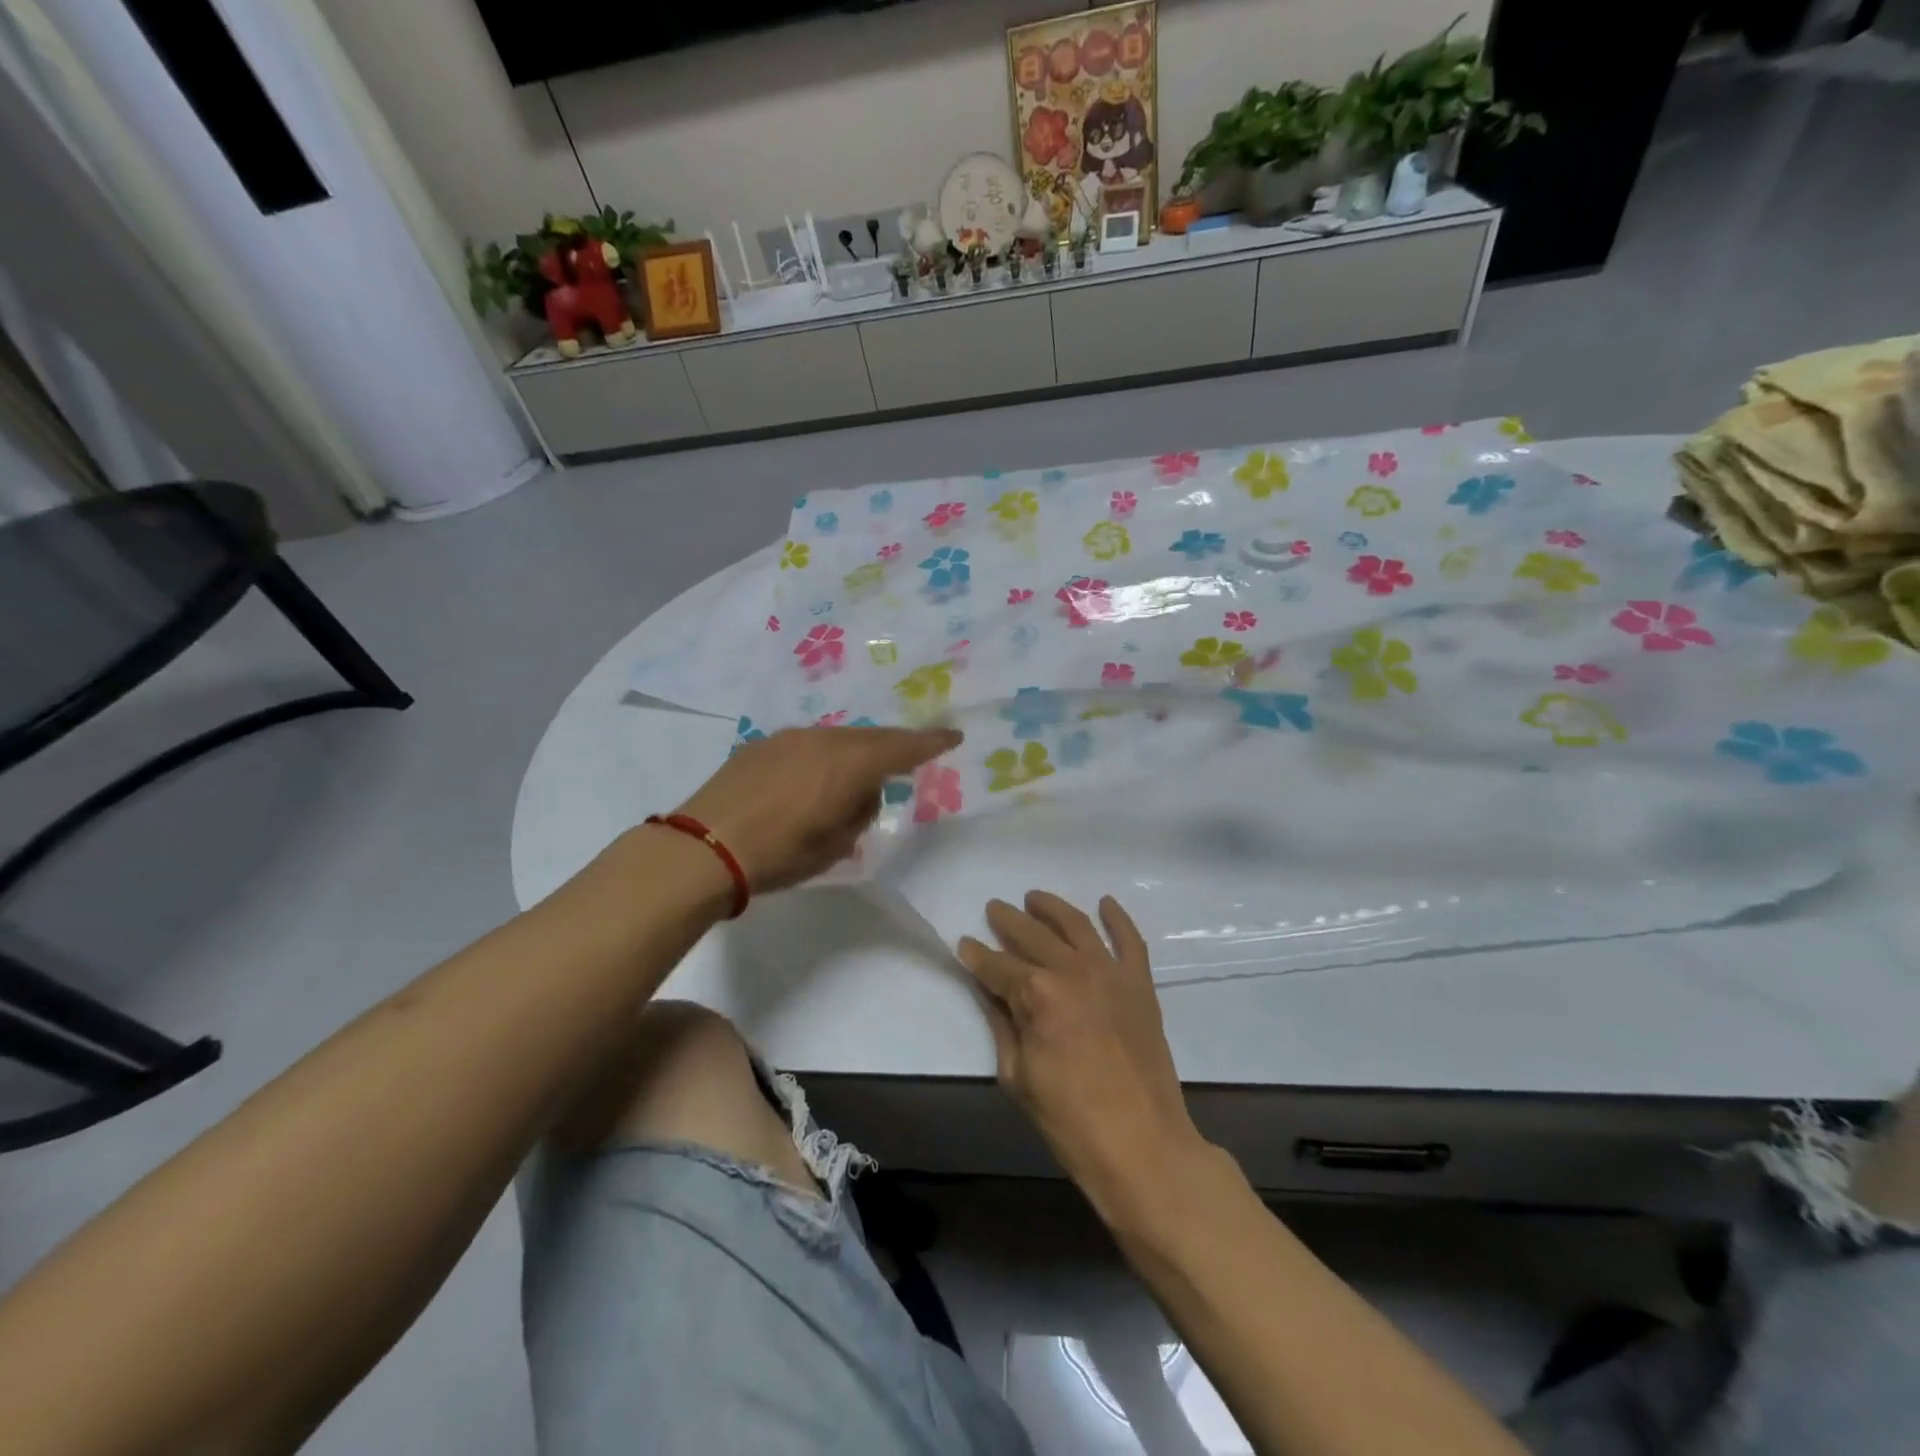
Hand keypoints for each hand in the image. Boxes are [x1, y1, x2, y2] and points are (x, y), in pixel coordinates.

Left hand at [675, 726, 959, 893]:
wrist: (705, 847)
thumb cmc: (781, 854)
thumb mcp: (836, 845)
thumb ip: (859, 812)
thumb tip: (861, 793)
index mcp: (851, 764)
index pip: (904, 748)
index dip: (931, 742)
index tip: (953, 736)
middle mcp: (824, 740)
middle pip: (871, 738)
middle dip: (893, 747)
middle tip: (907, 760)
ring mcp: (790, 738)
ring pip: (836, 738)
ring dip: (853, 753)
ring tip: (853, 777)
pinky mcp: (761, 745)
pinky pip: (806, 744)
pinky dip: (821, 757)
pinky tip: (810, 780)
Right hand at [958, 893, 1206, 1223]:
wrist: (1141, 1144)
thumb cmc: (1069, 1119)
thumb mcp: (1017, 1075)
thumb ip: (1002, 1023)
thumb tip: (989, 990)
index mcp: (1036, 994)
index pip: (997, 966)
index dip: (977, 955)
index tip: (964, 944)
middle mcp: (1071, 970)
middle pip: (1033, 935)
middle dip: (1009, 920)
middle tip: (994, 909)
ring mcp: (1110, 973)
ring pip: (1076, 925)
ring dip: (1052, 907)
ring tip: (1034, 898)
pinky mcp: (1140, 984)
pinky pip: (1130, 940)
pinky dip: (1118, 918)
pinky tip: (1105, 903)